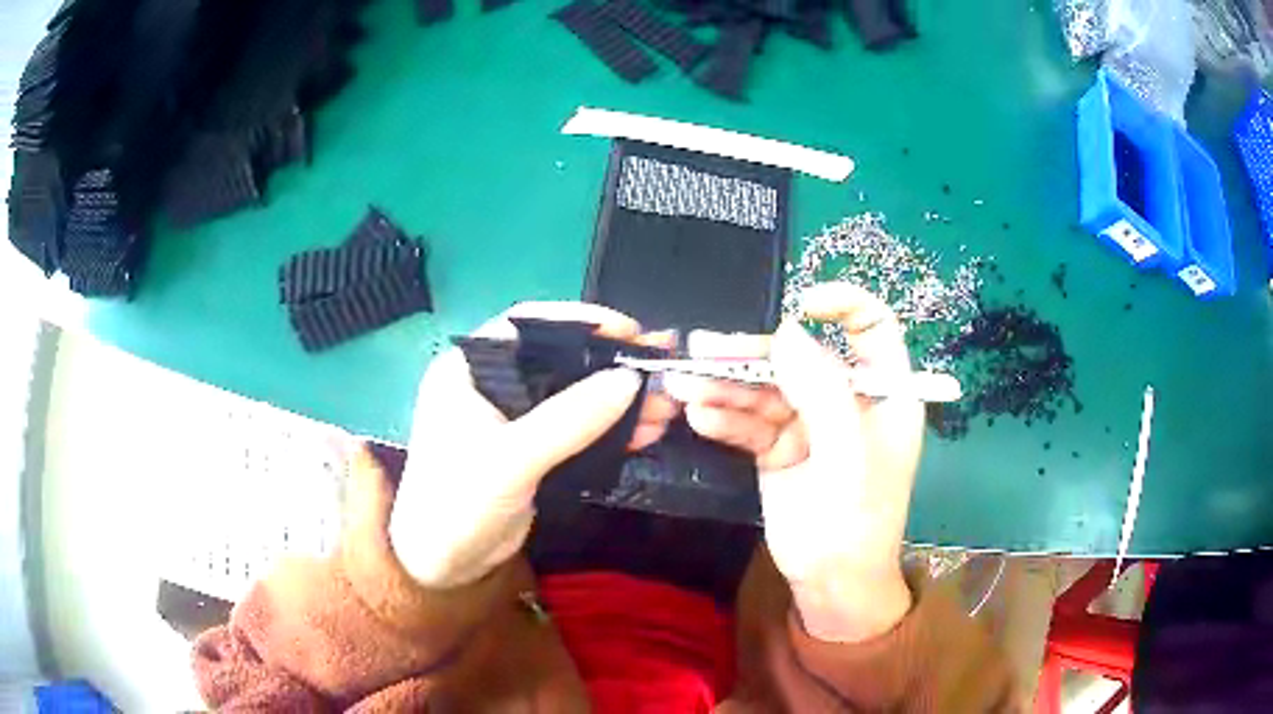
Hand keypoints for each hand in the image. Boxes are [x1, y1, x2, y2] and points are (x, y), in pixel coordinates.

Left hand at [390, 302, 678, 588]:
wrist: (444, 566)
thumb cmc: (458, 502)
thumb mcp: (512, 459)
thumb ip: (570, 418)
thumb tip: (630, 378)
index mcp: (468, 369)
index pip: (526, 325)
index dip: (579, 321)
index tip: (629, 329)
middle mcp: (490, 385)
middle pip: (558, 361)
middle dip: (610, 366)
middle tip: (659, 367)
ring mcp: (513, 420)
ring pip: (573, 397)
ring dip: (618, 402)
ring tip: (665, 406)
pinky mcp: (532, 451)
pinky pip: (577, 430)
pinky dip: (610, 430)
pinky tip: (646, 432)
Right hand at [664, 283, 923, 641]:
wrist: (830, 583)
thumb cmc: (857, 521)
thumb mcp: (847, 456)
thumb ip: (822, 391)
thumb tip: (786, 332)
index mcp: (883, 392)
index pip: (872, 327)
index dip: (843, 306)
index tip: (801, 307)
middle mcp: (846, 399)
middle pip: (800, 357)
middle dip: (753, 355)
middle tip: (703, 350)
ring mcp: (809, 424)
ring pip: (766, 390)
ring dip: (725, 388)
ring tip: (684, 387)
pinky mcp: (778, 448)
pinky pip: (750, 422)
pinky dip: (726, 419)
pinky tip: (701, 419)